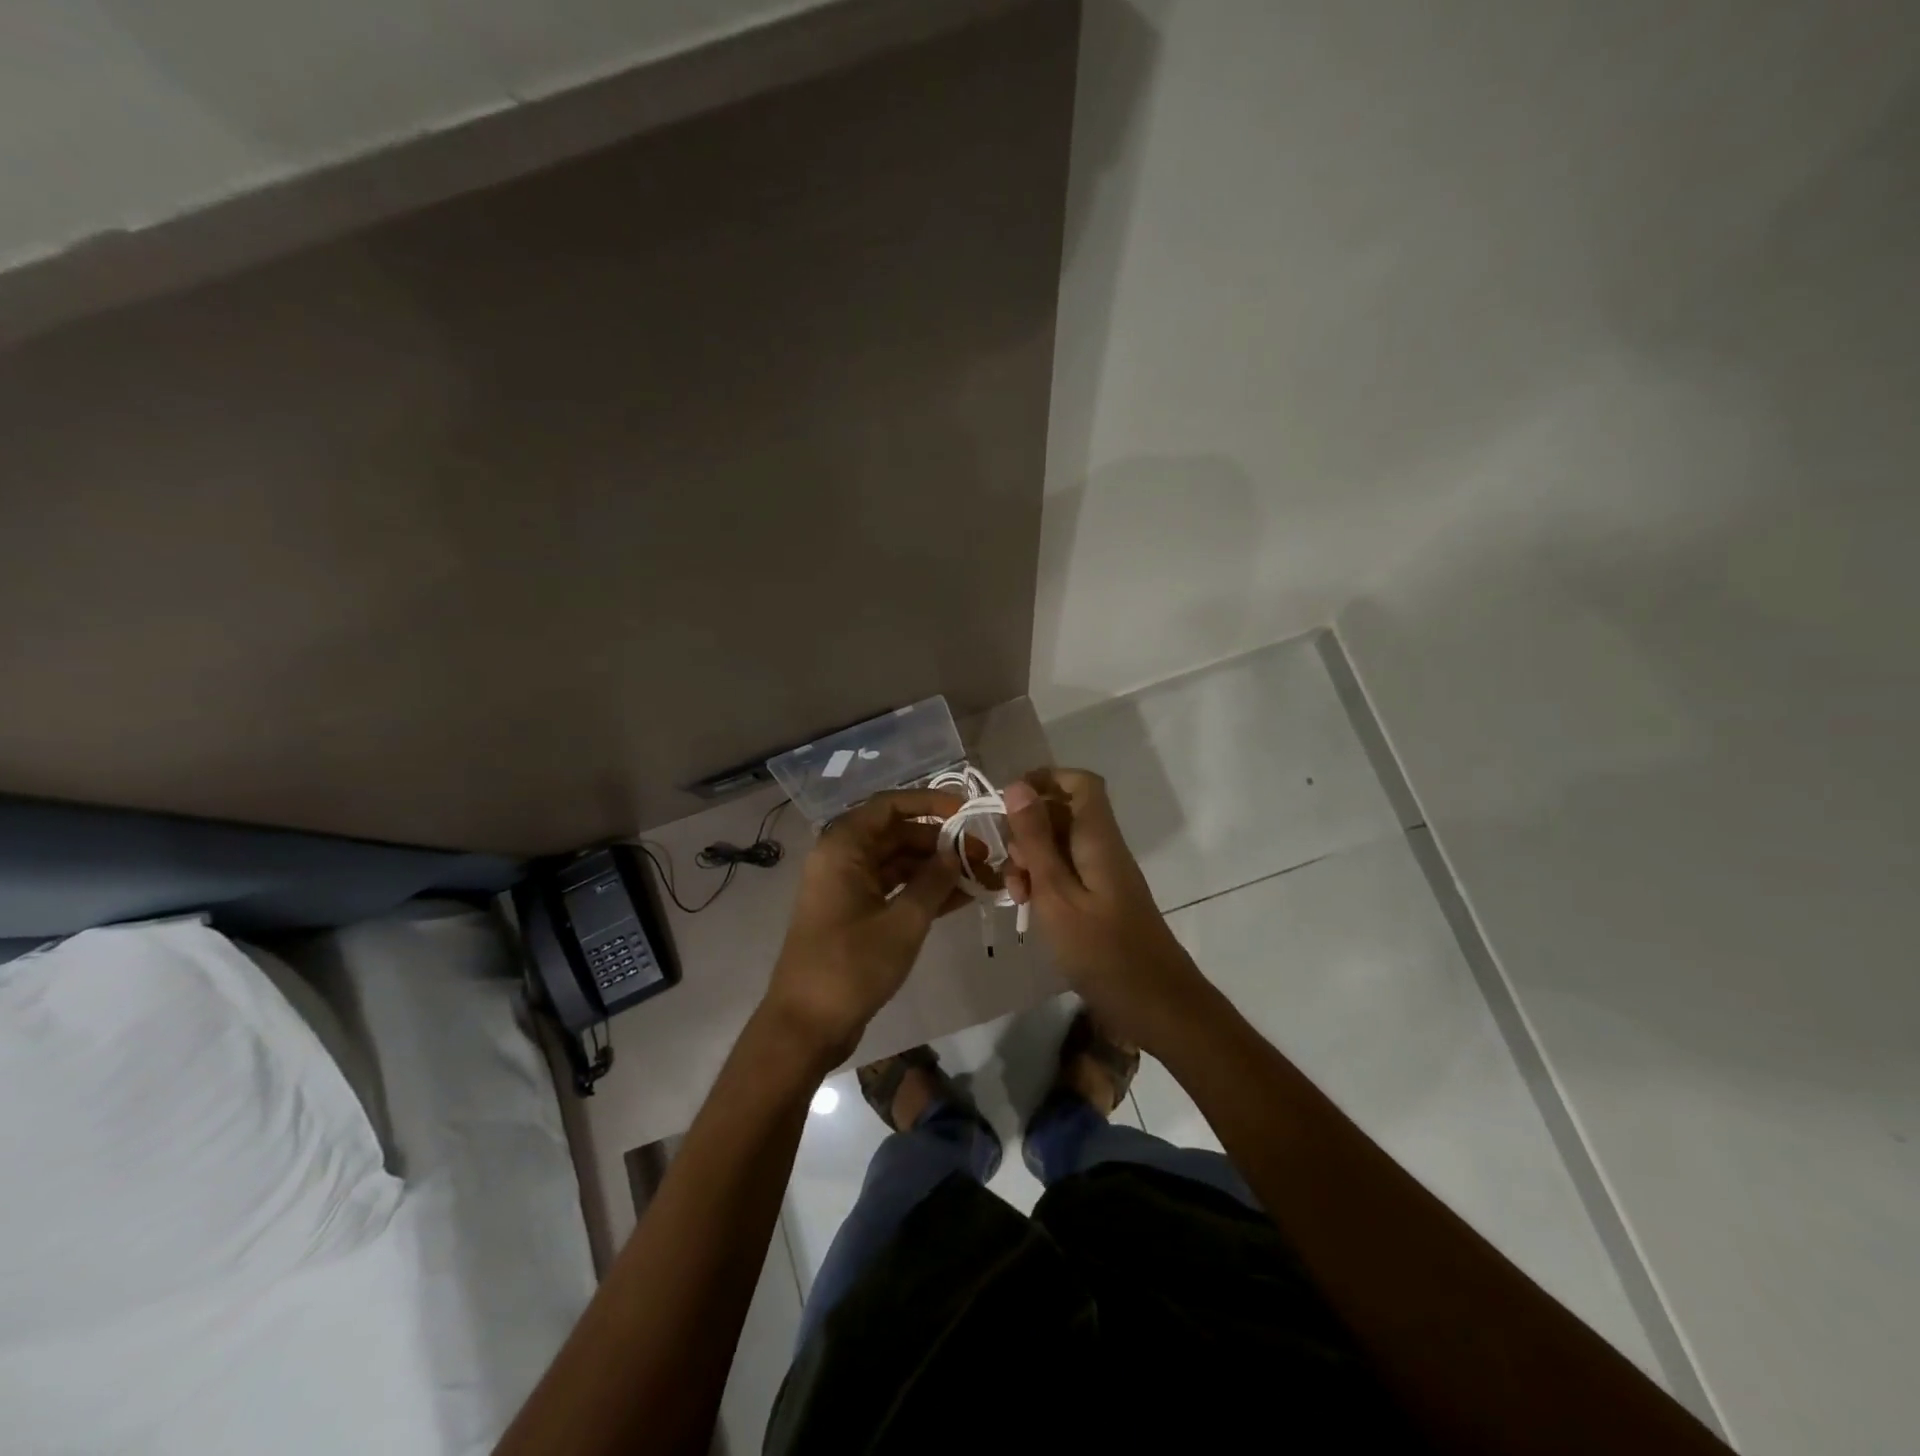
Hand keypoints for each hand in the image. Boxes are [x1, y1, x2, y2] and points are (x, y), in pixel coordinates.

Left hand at [761, 788, 965, 1067]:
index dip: (931, 803)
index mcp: (844, 847)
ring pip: (898, 862)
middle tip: (984, 856)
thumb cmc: (851, 966)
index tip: (968, 812)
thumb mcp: (903, 922)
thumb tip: (956, 852)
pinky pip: (893, 888)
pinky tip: (962, 897)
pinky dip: (923, 891)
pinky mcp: (855, 912)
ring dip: (937, 869)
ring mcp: (848, 886)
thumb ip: (933, 881)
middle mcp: (842, 857)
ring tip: (982, 877)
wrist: (806, 1025)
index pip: (891, 805)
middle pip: (898, 834)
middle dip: (941, 842)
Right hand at [1000, 768, 1207, 1047]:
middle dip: (1027, 829)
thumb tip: (1017, 786)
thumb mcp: (1056, 893)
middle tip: (1010, 865)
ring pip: (1060, 845)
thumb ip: (1036, 840)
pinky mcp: (1101, 899)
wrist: (1156, 1005)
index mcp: (1097, 837)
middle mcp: (1103, 847)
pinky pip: (1067, 873)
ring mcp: (1104, 875)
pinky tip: (1029, 908)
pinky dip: (1044, 882)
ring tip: (1016, 894)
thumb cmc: (1102, 950)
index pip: (1079, 782)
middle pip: (1063, 813)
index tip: (1007, 804)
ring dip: (1032, 860)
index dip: (1044, 780)